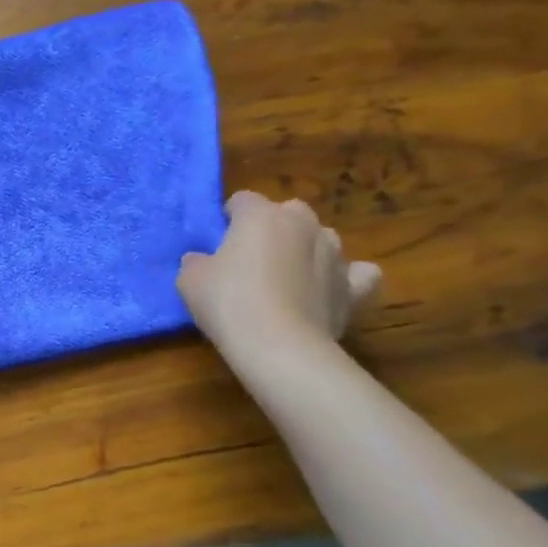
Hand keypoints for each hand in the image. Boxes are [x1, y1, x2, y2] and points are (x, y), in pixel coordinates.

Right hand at [178, 191, 380, 362]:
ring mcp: (334, 253)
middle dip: (272, 228)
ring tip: (288, 278)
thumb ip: (195, 262)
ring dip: (306, 249)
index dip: (229, 217)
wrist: (279, 346)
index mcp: (261, 215)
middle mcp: (303, 223)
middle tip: (251, 259)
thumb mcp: (189, 280)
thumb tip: (200, 260)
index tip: (218, 241)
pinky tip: (333, 289)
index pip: (242, 200)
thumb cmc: (228, 303)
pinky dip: (348, 278)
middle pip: (287, 212)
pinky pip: (358, 273)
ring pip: (321, 238)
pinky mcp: (354, 286)